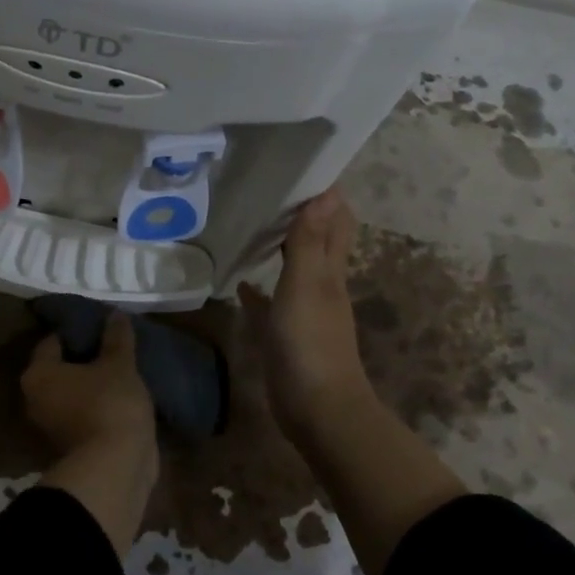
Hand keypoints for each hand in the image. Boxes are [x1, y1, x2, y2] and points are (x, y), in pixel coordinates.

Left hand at [20, 312, 155, 458]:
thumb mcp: (119, 364)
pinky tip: (122, 394)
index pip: (53, 340)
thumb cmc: (110, 404)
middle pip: (60, 368)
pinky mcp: (71, 445)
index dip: (77, 329)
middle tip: (112, 344)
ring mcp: (52, 426)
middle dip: (85, 357)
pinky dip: (98, 404)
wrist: (116, 468)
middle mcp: (36, 399)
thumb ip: (116, 338)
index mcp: (39, 374)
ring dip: (93, 383)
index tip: (100, 324)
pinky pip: (84, 413)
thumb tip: (115, 314)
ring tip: (121, 368)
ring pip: (73, 392)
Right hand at [240, 189, 378, 434]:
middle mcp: (321, 284)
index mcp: (330, 269)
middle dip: (301, 213)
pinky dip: (258, 289)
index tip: (300, 165)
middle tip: (268, 188)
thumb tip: (326, 192)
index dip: (326, 193)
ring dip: (279, 246)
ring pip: (293, 267)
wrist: (317, 409)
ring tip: (250, 223)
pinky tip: (239, 281)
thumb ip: (310, 242)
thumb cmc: (310, 343)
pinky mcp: (285, 333)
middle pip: (316, 239)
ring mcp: (303, 309)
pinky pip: (270, 303)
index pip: (336, 220)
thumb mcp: (306, 286)